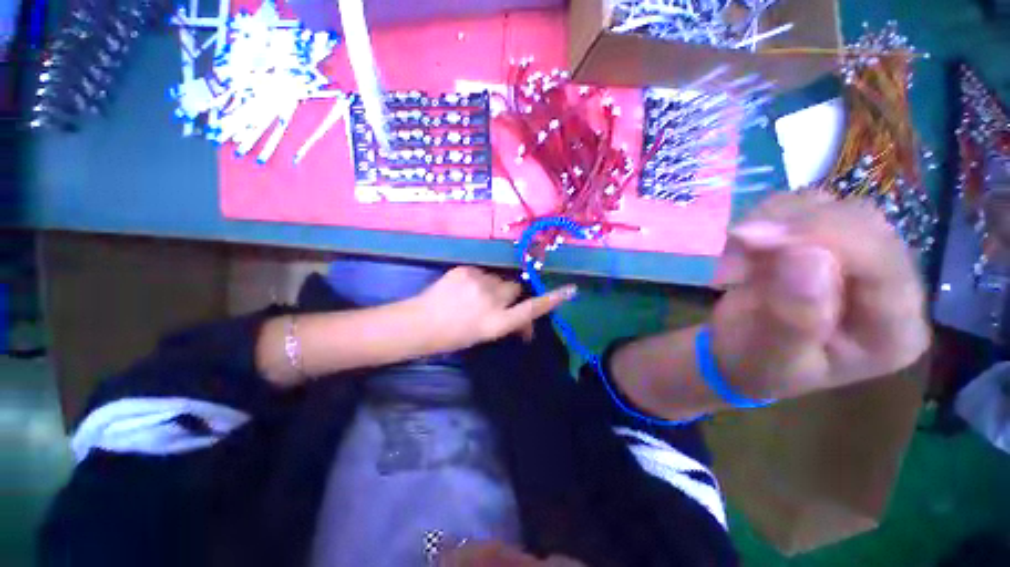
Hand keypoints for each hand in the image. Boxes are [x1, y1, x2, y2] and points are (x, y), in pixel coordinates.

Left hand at [406, 266, 576, 353]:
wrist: (420, 323)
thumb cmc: (453, 336)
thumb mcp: (485, 335)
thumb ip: (507, 323)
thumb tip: (524, 322)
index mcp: (496, 323)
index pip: (530, 309)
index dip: (551, 300)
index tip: (570, 290)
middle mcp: (491, 301)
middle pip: (515, 288)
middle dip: (509, 295)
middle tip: (493, 303)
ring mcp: (477, 282)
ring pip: (498, 279)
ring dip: (493, 287)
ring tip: (473, 297)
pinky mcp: (465, 270)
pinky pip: (481, 272)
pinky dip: (478, 280)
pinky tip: (463, 289)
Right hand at [712, 192, 930, 399]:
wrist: (741, 355)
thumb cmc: (755, 367)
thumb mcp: (769, 358)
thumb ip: (793, 318)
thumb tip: (808, 255)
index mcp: (891, 331)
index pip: (883, 264)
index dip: (826, 237)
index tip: (755, 237)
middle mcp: (889, 286)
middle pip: (861, 223)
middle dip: (793, 225)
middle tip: (737, 243)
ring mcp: (858, 257)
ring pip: (829, 205)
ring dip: (773, 221)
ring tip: (736, 258)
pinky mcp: (825, 240)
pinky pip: (800, 206)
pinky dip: (764, 218)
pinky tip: (744, 249)